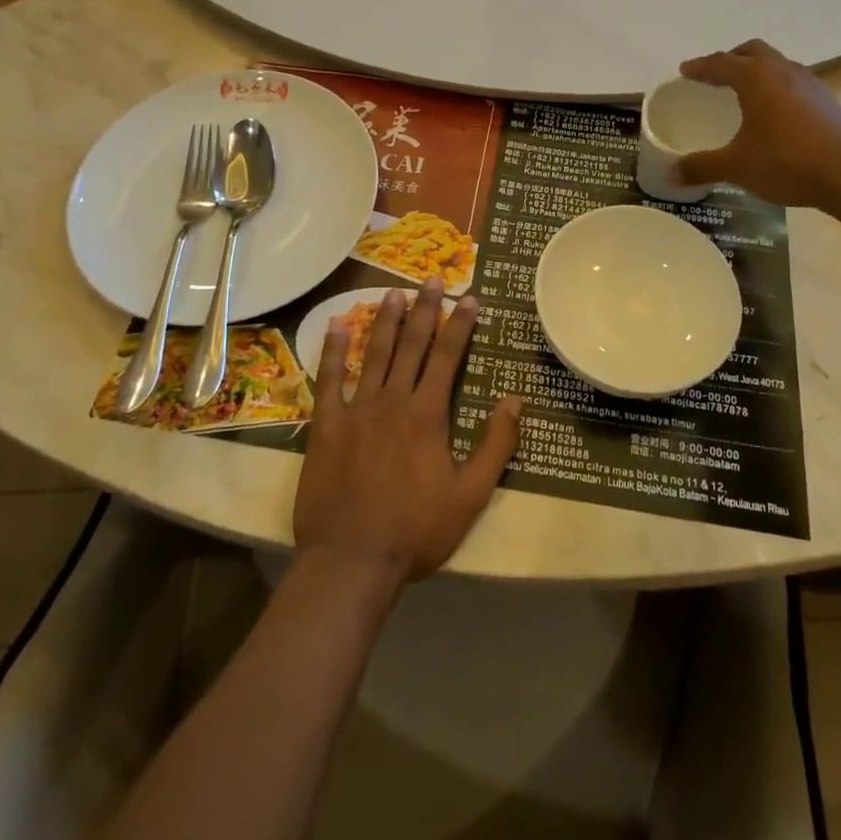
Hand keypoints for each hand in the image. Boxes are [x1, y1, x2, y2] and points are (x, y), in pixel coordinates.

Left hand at [293, 280, 521, 592]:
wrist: (351, 561)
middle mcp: (392, 400)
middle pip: (411, 345)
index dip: (460, 325)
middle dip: (424, 309)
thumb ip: (496, 445)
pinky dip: (332, 349)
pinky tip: (336, 324)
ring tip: (392, 291)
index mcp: (427, 414)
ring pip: (373, 353)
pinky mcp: (326, 425)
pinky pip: (328, 379)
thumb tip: (514, 400)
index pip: (447, 357)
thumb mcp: (470, 495)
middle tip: (432, 279)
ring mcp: (356, 410)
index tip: (469, 297)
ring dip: (384, 320)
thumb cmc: (416, 531)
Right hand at [674, 39, 840, 213]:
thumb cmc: (788, 161)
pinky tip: (772, 113)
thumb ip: (702, 167)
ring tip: (742, 92)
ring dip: (756, 71)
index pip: (721, 62)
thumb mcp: (737, 166)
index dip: (700, 67)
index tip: (684, 71)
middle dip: (731, 59)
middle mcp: (783, 71)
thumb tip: (670, 174)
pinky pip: (792, 83)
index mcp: (756, 78)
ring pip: (776, 65)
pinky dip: (775, 88)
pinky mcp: (827, 101)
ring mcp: (810, 84)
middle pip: (753, 52)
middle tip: (714, 75)